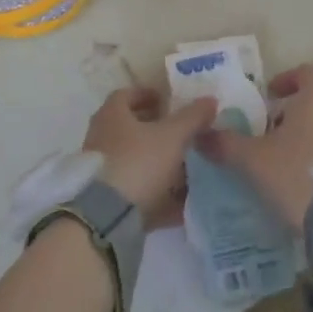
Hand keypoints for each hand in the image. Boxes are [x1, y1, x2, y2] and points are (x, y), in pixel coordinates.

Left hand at [83, 88, 216, 225]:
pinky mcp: (107, 200)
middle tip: (180, 132)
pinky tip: (181, 203)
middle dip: (156, 129)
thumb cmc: (139, 162)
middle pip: (130, 128)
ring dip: (158, 162)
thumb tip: (210, 99)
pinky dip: (157, 194)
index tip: (168, 100)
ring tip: (186, 167)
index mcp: (112, 115)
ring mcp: (102, 171)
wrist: (108, 216)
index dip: (147, 94)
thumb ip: (192, 117)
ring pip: (134, 161)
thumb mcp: (173, 136)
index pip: (126, 95)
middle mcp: (102, 138)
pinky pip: (136, 191)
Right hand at [195, 63, 312, 231]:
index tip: (269, 96)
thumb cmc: (298, 174)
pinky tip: (303, 189)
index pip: (306, 73)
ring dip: (305, 142)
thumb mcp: (254, 160)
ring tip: (282, 167)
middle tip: (266, 138)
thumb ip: (227, 144)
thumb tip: (200, 134)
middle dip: (291, 118)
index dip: (286, 79)